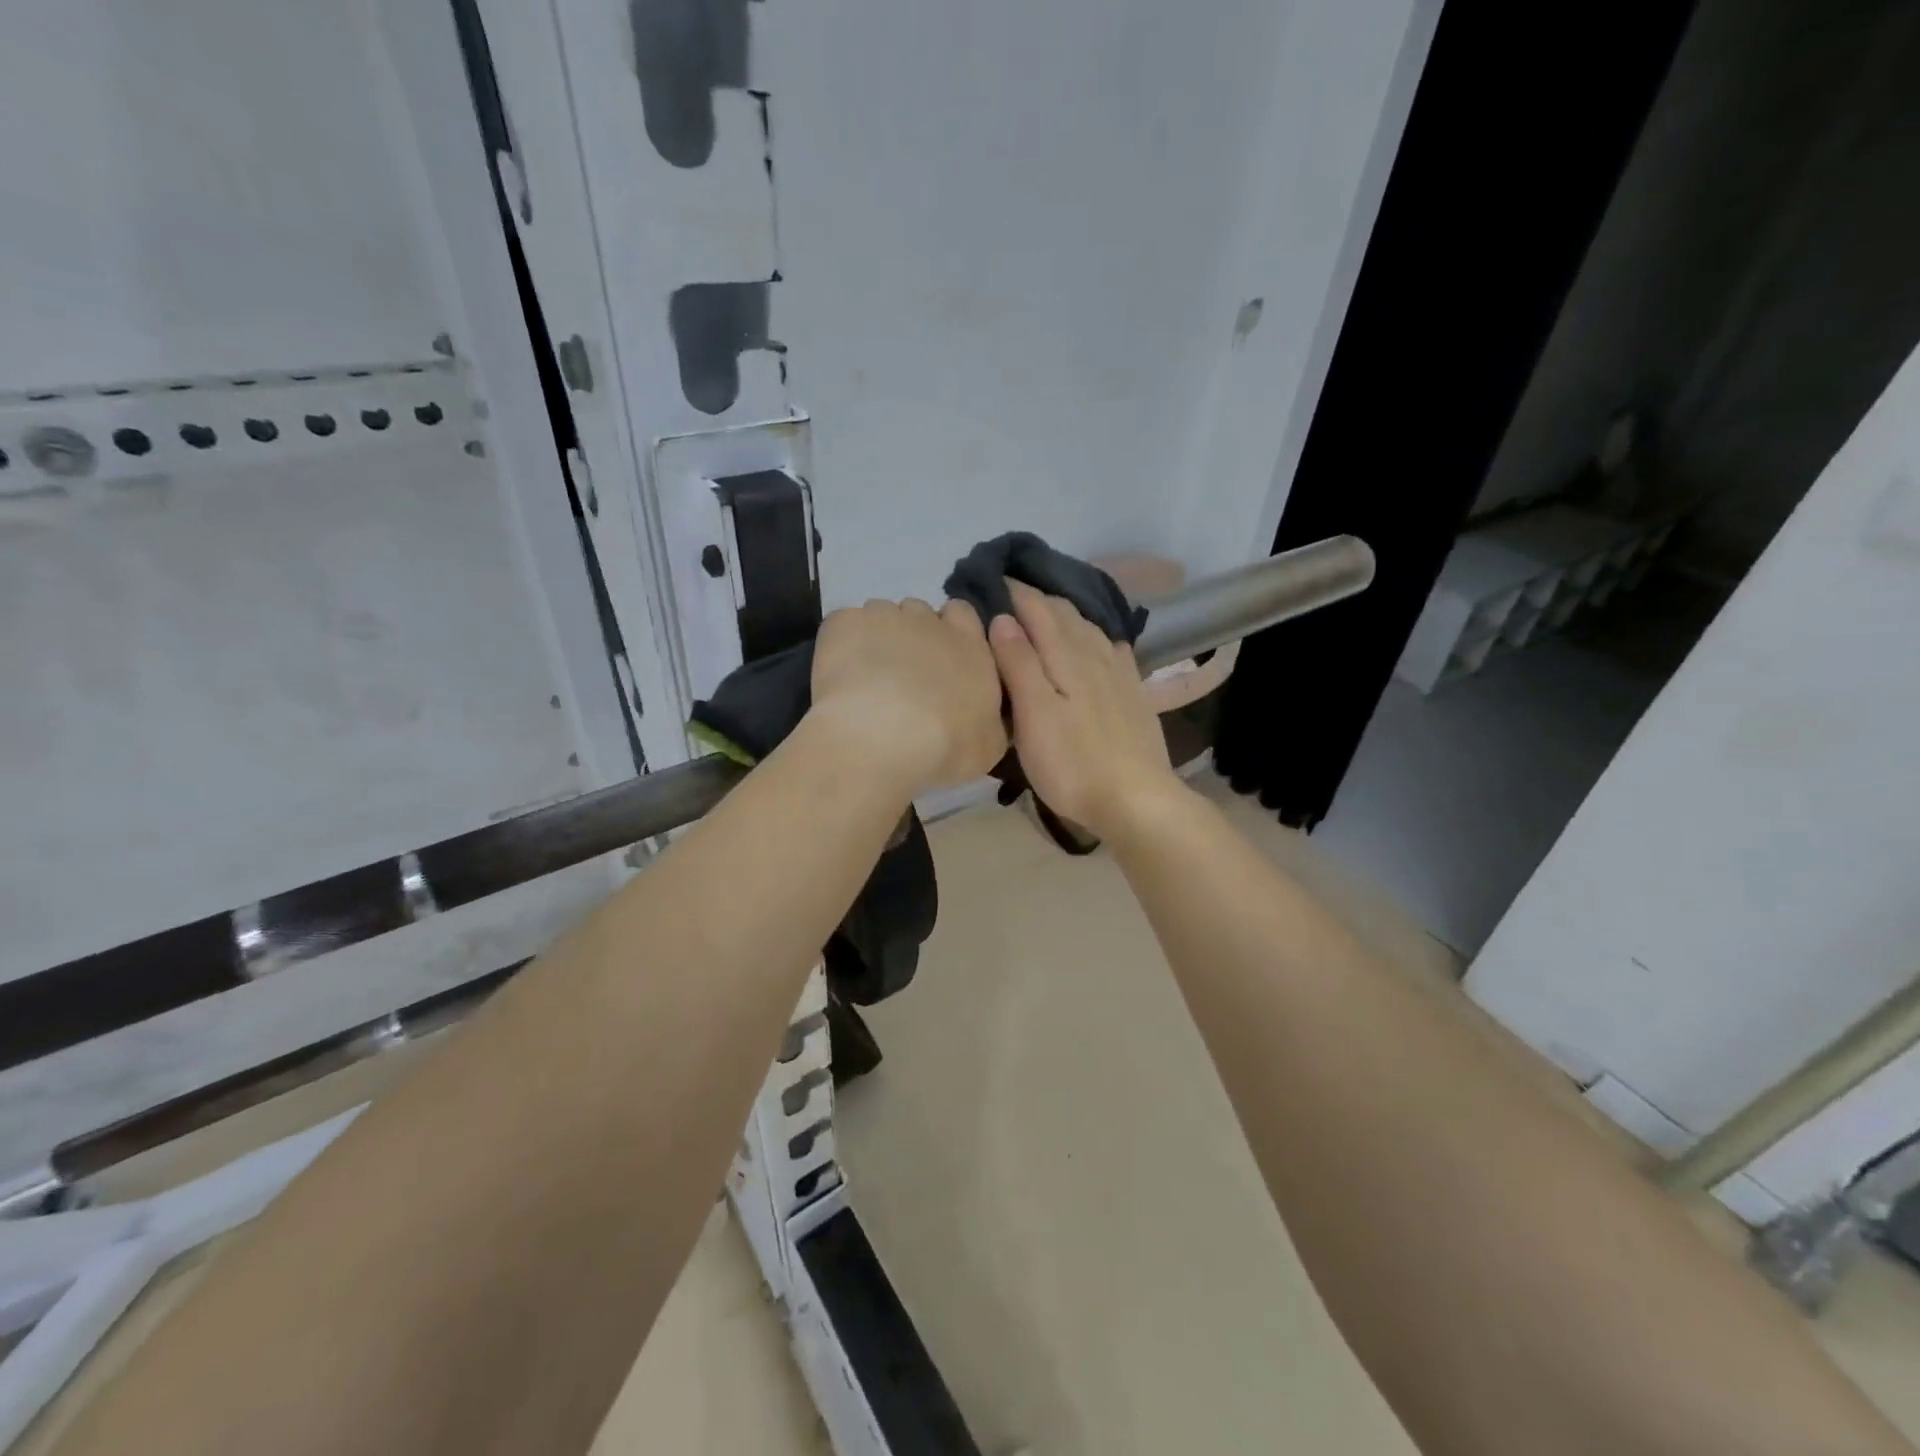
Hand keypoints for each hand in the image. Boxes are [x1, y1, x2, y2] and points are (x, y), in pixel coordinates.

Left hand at [809, 598, 1007, 793]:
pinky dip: (841, 644)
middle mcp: (929, 621)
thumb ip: (991, 717)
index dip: (951, 631)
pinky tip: (839, 676)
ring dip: (877, 637)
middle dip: (913, 636)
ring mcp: (883, 617)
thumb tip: (986, 714)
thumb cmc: (947, 745)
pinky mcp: (842, 624)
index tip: (942, 660)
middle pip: (920, 613)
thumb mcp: (990, 745)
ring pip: (881, 615)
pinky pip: (843, 624)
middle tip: (905, 675)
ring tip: (867, 678)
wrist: (882, 739)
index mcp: (969, 645)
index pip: (963, 614)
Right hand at [987, 579, 1179, 838]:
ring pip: (1088, 627)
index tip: (986, 582)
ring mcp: (1118, 672)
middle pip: (1063, 612)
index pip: (1036, 608)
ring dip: (1063, 614)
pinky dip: (1093, 635)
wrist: (1136, 800)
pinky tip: (1094, 642)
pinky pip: (1112, 647)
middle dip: (1034, 599)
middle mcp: (1094, 653)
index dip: (1011, 591)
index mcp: (1066, 655)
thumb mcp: (1033, 715)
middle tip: (1005, 597)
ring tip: (1041, 614)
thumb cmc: (1072, 763)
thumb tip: (1002, 618)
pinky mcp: (1132, 692)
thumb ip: (1018, 663)